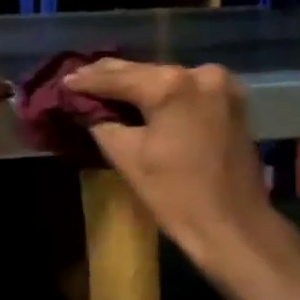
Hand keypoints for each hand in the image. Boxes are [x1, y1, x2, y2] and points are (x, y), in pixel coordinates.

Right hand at [65, 58, 272, 263]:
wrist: (235, 228)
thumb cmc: (177, 195)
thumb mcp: (127, 157)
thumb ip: (101, 122)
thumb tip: (85, 107)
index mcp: (171, 85)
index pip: (117, 77)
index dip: (87, 80)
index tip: (63, 80)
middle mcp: (199, 73)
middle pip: (143, 71)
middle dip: (111, 77)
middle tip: (78, 79)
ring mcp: (221, 85)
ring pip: (165, 79)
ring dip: (137, 84)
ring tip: (102, 87)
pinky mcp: (231, 101)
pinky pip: (186, 90)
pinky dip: (163, 94)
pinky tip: (140, 97)